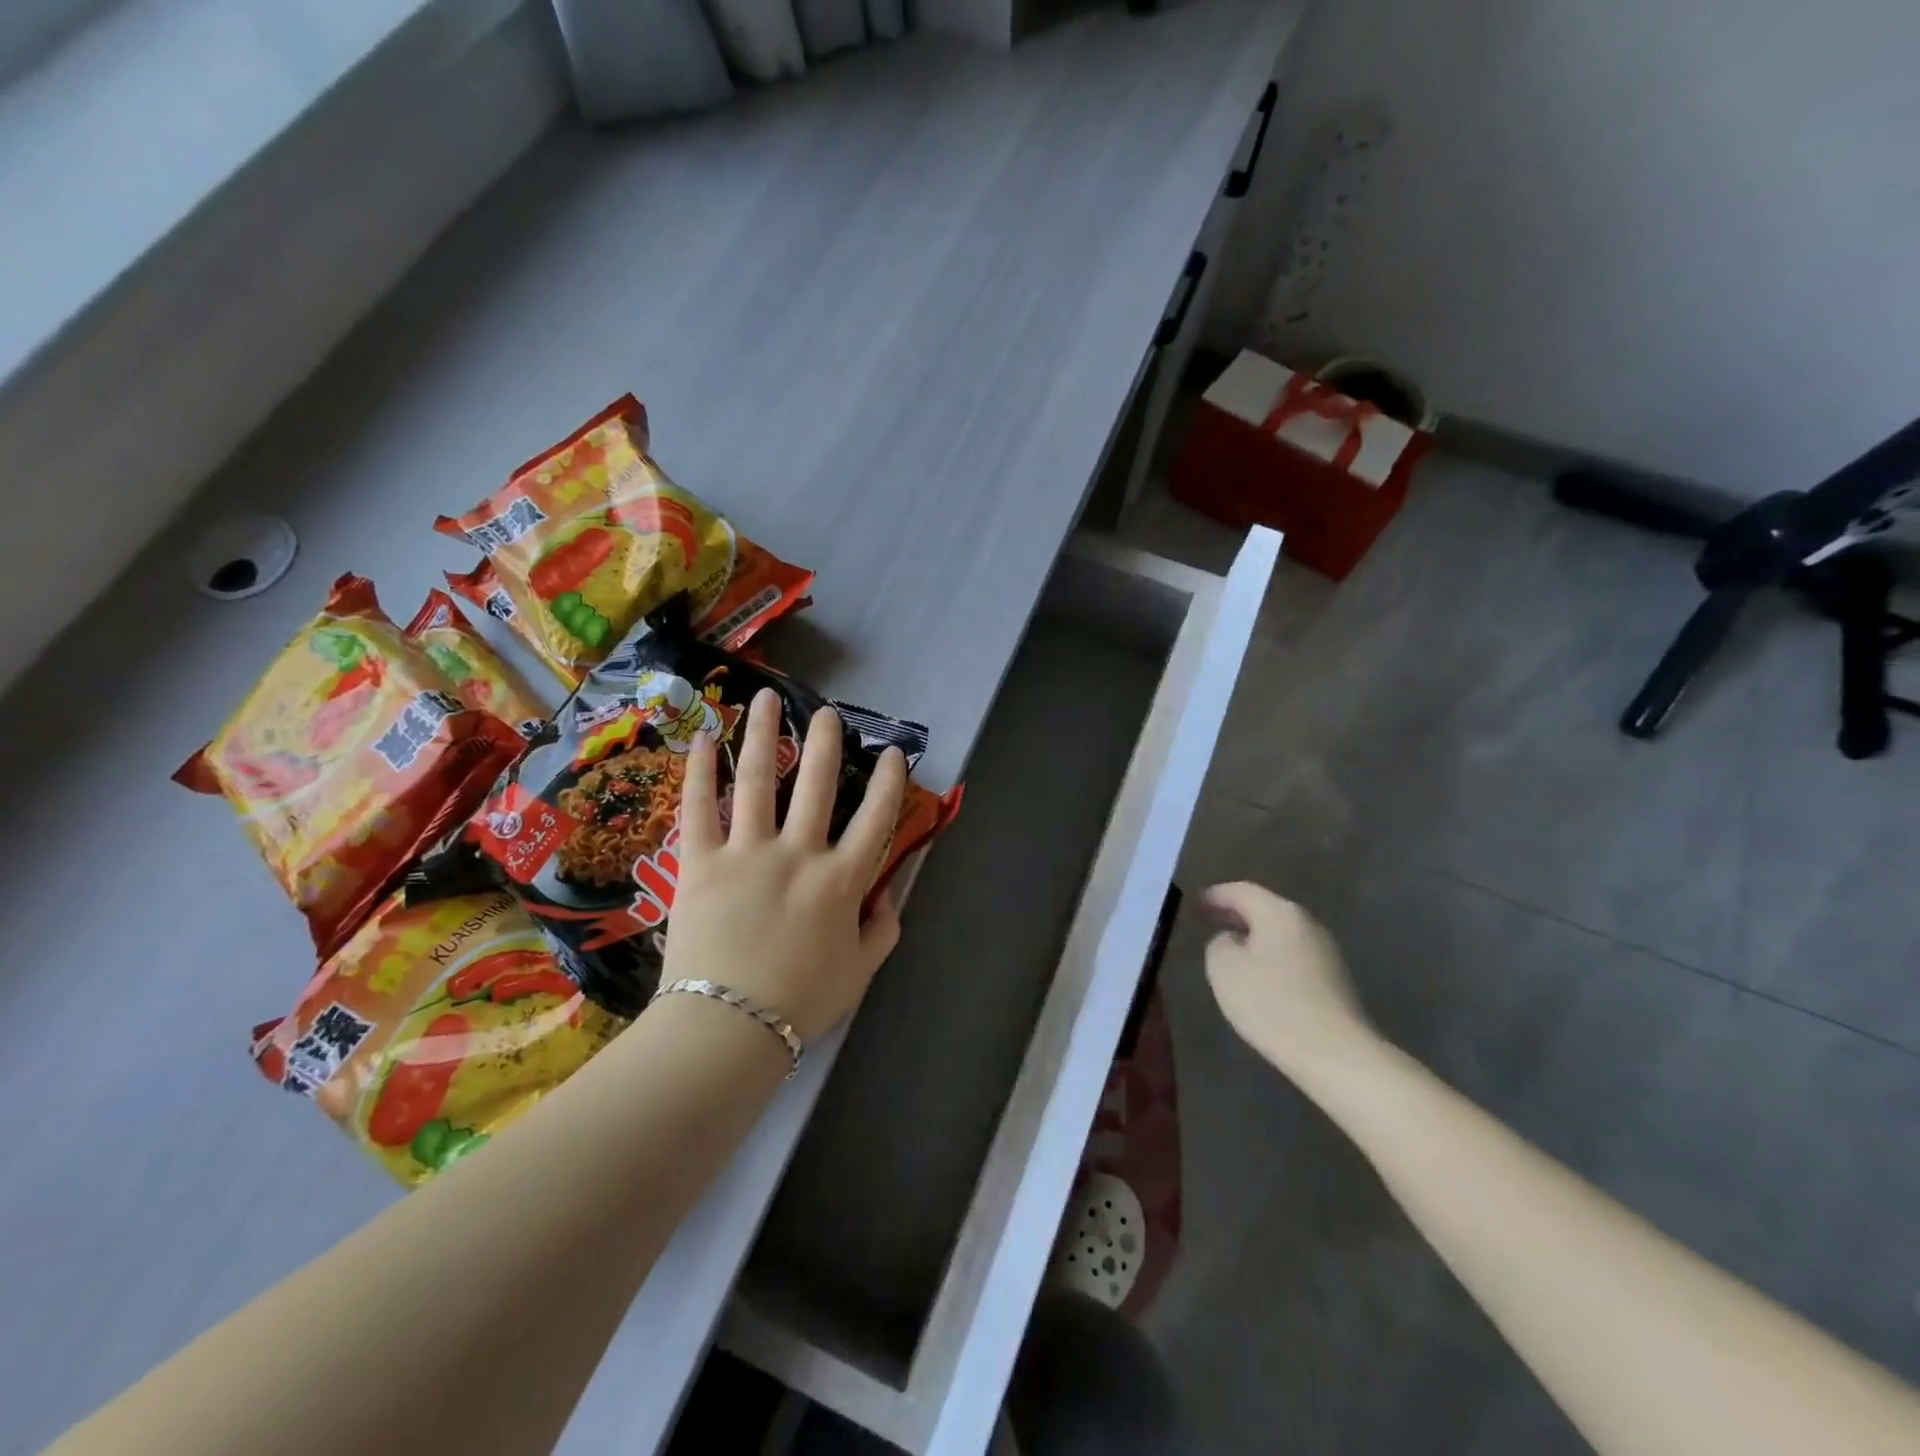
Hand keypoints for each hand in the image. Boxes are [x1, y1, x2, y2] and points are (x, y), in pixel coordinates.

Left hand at [664, 689, 906, 1042]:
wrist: (727, 1029)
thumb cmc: (799, 1003)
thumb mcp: (859, 973)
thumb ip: (882, 931)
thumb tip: (891, 898)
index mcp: (841, 881)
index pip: (875, 818)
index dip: (889, 781)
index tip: (894, 751)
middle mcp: (799, 854)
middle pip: (817, 784)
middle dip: (825, 742)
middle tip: (826, 712)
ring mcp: (747, 852)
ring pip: (758, 780)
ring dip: (763, 735)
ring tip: (766, 699)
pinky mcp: (700, 862)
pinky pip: (698, 808)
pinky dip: (699, 772)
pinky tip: (700, 739)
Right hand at [1202, 882, 1379, 1079]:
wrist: (1335, 1053)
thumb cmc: (1271, 1002)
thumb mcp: (1224, 968)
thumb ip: (1219, 943)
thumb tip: (1232, 940)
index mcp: (1279, 913)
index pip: (1242, 891)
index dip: (1217, 895)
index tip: (1197, 902)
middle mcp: (1307, 924)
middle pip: (1266, 909)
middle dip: (1237, 914)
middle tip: (1210, 921)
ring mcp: (1326, 952)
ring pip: (1281, 934)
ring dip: (1255, 937)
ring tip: (1231, 950)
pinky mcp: (1335, 981)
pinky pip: (1294, 957)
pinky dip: (1272, 958)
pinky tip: (1260, 977)